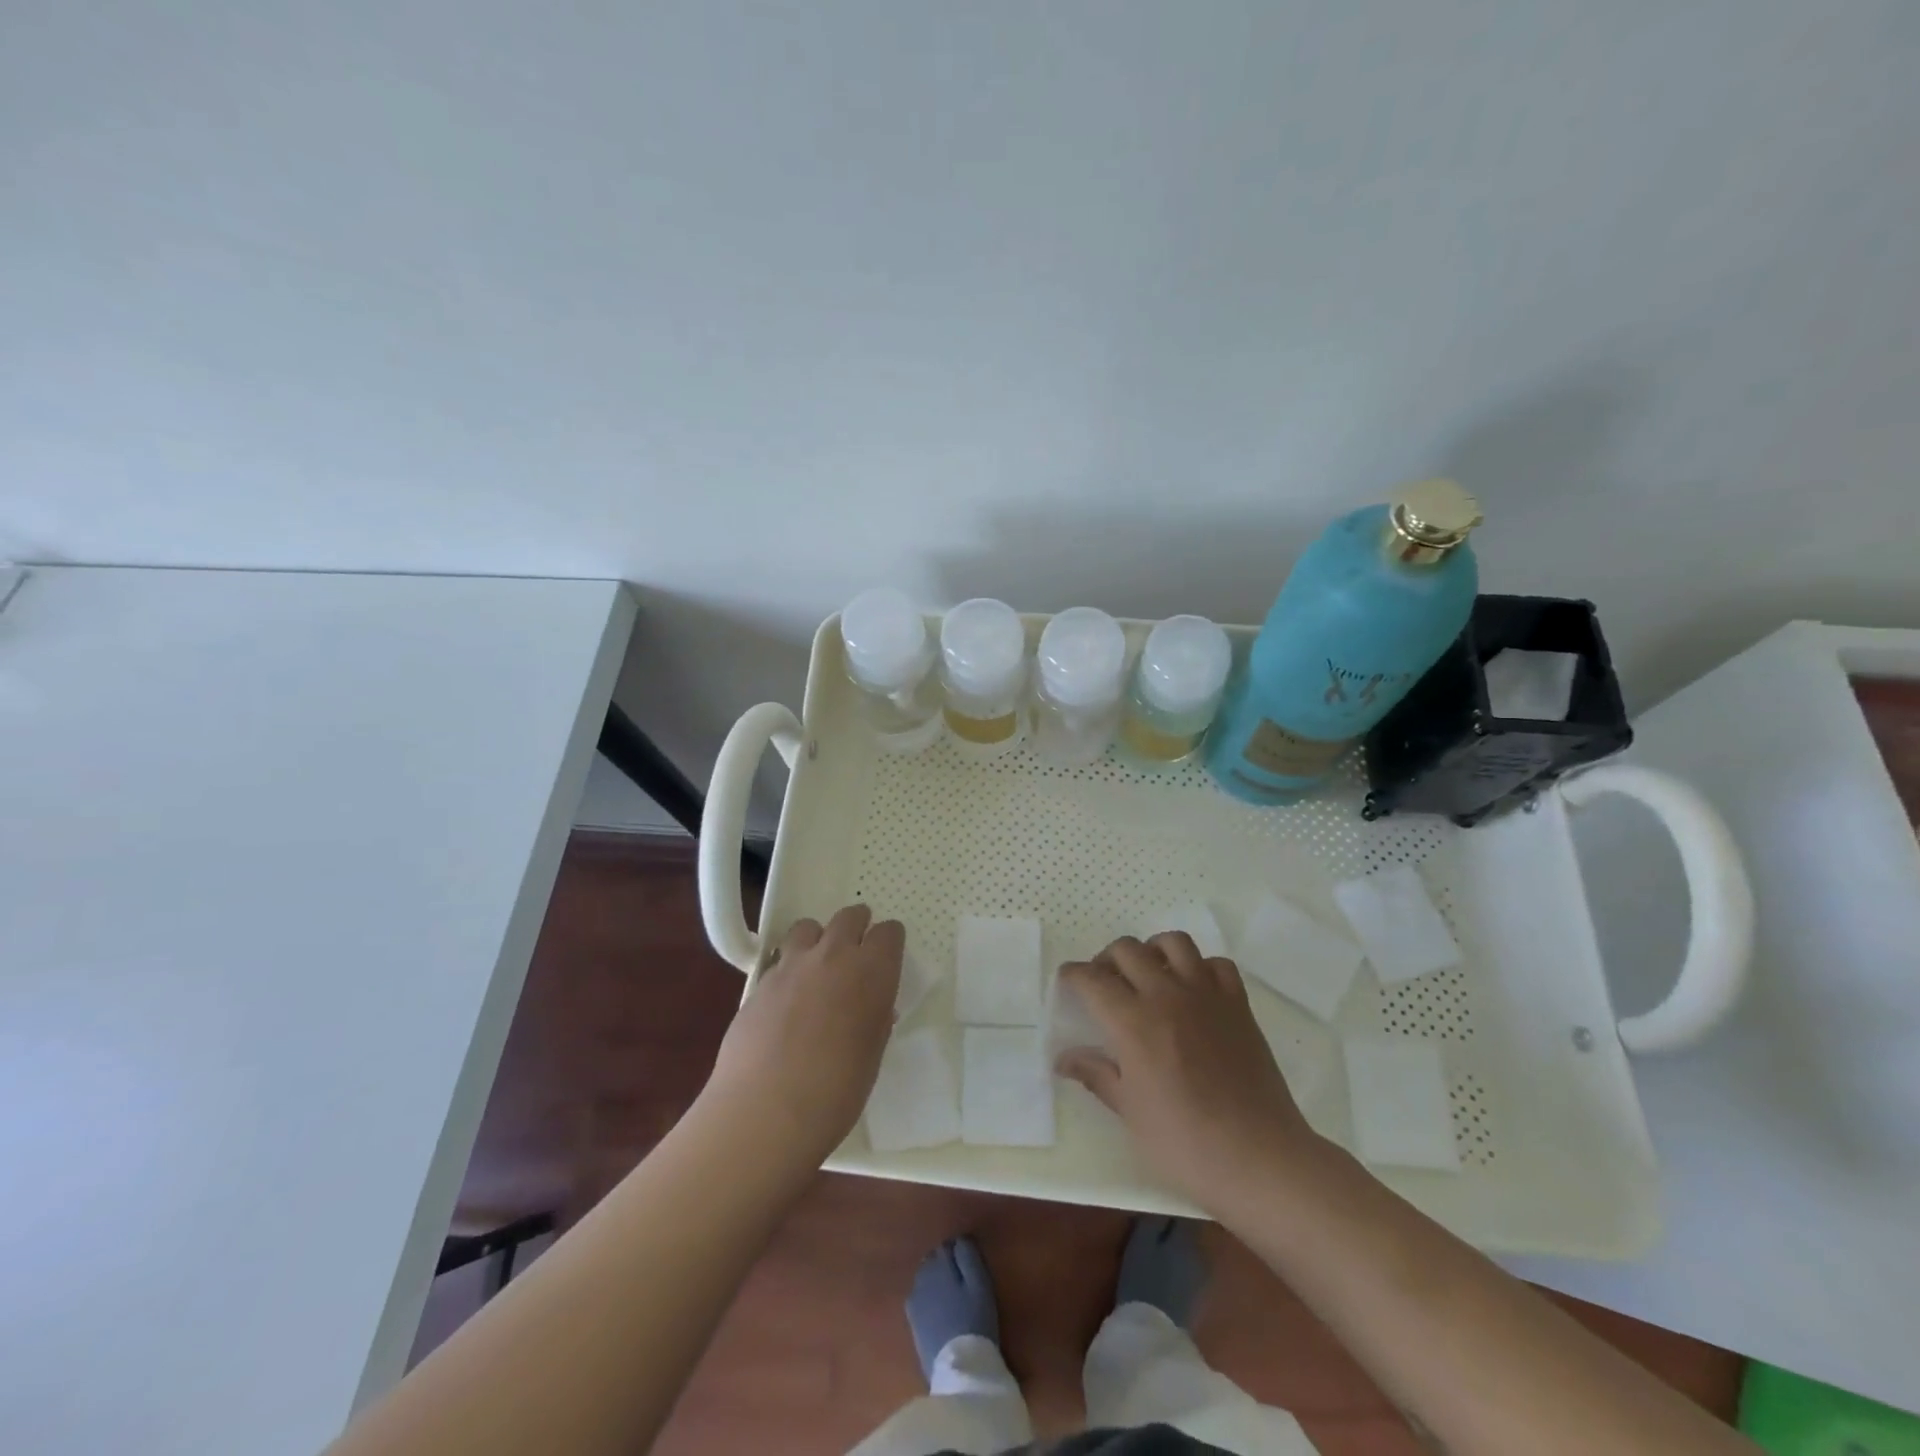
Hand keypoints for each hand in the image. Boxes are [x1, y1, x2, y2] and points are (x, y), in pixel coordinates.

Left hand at [702, 904, 902, 1166]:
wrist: (766, 1111)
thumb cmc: (836, 1092)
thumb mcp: (871, 1056)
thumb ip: (874, 1020)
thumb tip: (872, 1008)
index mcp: (872, 971)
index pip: (889, 932)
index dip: (889, 942)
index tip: (887, 956)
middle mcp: (834, 955)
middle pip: (849, 917)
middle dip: (856, 927)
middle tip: (856, 951)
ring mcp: (792, 964)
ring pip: (808, 927)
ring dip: (818, 939)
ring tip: (816, 966)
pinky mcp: (760, 981)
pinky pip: (779, 958)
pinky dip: (788, 967)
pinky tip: (786, 997)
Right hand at [1056, 933, 1322, 1212]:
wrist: (1259, 1158)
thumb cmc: (1185, 1143)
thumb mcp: (1130, 1112)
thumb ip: (1096, 1074)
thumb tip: (1063, 1058)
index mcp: (1133, 1022)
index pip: (1092, 979)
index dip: (1073, 976)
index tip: (1067, 983)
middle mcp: (1166, 995)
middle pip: (1127, 950)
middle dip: (1106, 960)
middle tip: (1104, 983)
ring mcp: (1206, 995)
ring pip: (1173, 943)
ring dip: (1152, 951)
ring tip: (1148, 974)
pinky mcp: (1238, 1004)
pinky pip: (1217, 964)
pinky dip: (1200, 967)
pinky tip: (1194, 989)